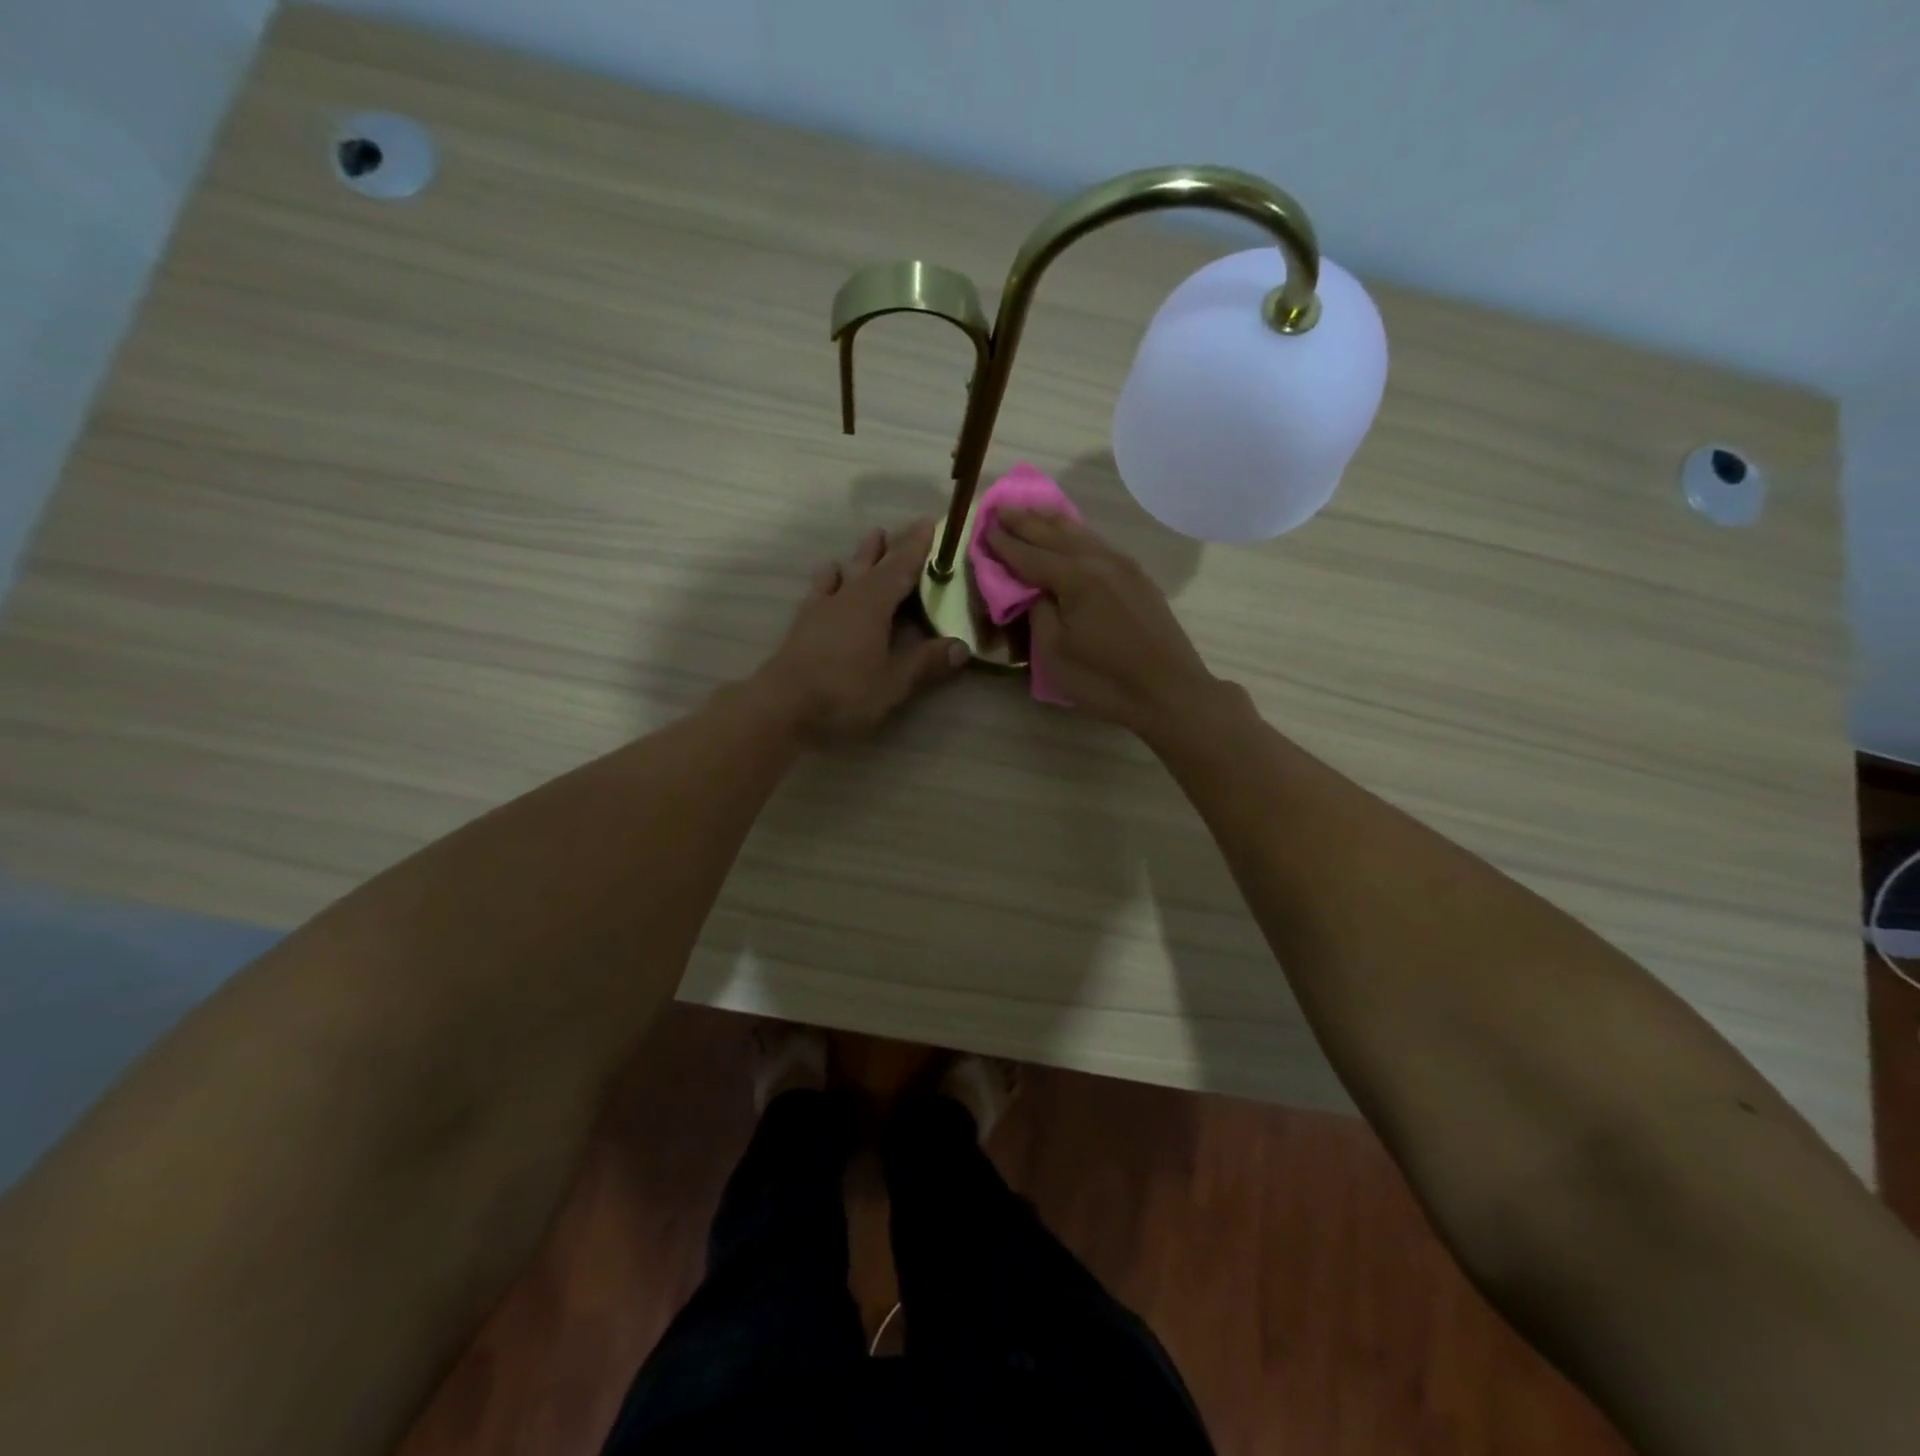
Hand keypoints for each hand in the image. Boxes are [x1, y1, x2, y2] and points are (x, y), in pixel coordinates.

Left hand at [749, 519, 967, 743]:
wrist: (782, 708)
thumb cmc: (844, 694)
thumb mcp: (893, 684)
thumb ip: (926, 662)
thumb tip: (961, 646)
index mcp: (873, 605)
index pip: (901, 568)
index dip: (917, 547)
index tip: (931, 523)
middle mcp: (848, 597)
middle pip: (874, 564)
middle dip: (893, 545)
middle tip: (909, 526)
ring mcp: (822, 608)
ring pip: (846, 571)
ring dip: (862, 555)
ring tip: (872, 537)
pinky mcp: (804, 623)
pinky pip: (821, 588)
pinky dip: (830, 577)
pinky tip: (830, 574)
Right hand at [986, 510, 1218, 736]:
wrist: (1170, 692)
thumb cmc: (1104, 679)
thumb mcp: (1054, 652)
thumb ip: (1038, 612)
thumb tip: (1035, 591)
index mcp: (1075, 577)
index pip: (1029, 555)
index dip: (1004, 543)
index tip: (984, 528)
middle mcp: (1099, 560)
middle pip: (1055, 534)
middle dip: (1025, 521)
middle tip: (1001, 507)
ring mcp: (1124, 566)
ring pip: (1081, 534)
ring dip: (1052, 522)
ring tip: (1032, 512)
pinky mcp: (1138, 578)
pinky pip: (1098, 545)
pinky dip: (1076, 535)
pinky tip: (1071, 535)